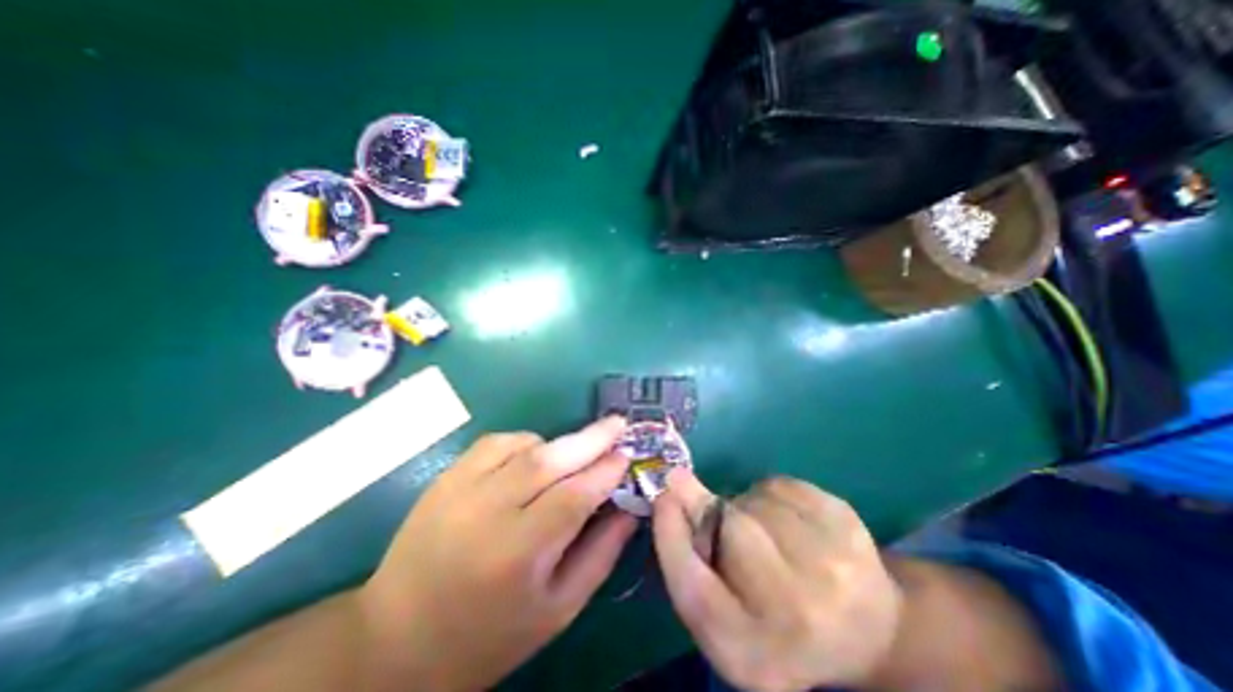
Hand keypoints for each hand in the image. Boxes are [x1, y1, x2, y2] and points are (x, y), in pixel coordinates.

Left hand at [359, 417, 633, 690]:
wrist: (396, 639)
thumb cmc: (489, 636)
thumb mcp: (557, 610)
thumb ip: (600, 555)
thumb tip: (628, 509)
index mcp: (517, 555)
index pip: (573, 497)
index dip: (604, 471)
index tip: (626, 455)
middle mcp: (487, 513)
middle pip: (549, 461)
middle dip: (591, 438)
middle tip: (618, 423)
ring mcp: (461, 489)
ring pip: (524, 445)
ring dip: (558, 443)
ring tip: (575, 454)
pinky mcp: (446, 477)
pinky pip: (496, 442)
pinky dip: (525, 441)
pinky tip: (533, 457)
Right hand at [654, 474, 901, 689]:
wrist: (867, 626)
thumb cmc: (776, 622)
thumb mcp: (723, 610)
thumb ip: (689, 559)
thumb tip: (671, 486)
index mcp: (754, 654)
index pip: (693, 589)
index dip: (671, 534)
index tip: (662, 495)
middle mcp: (799, 618)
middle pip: (731, 529)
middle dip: (714, 510)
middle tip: (719, 515)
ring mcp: (834, 567)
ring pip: (756, 500)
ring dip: (747, 506)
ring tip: (767, 535)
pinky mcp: (848, 523)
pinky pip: (782, 485)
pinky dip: (773, 494)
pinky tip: (792, 523)